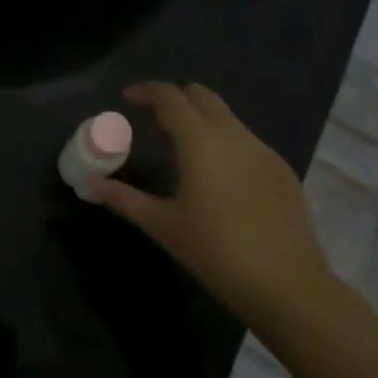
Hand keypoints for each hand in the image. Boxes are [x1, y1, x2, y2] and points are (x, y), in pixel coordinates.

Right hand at [90, 82, 340, 332]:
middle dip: (175, 100)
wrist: (288, 286)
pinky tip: (218, 180)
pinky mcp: (282, 170)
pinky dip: (224, 143)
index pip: (170, 96)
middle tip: (154, 124)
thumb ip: (123, 198)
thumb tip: (89, 184)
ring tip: (182, 154)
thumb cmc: (216, 252)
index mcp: (201, 140)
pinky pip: (246, 141)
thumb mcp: (163, 225)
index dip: (146, 91)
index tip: (128, 99)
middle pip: (201, 96)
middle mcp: (234, 134)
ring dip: (200, 122)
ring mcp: (263, 150)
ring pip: (226, 117)